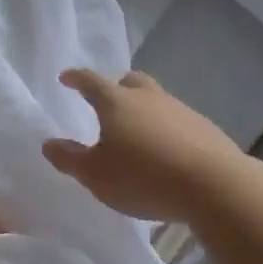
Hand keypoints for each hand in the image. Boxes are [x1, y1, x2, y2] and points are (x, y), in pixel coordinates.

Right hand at [42, 69, 244, 221]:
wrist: (213, 186)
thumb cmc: (142, 177)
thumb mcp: (95, 175)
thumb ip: (70, 158)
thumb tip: (49, 143)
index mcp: (116, 103)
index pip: (91, 82)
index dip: (76, 79)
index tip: (66, 78)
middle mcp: (149, 98)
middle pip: (130, 82)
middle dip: (116, 87)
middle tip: (107, 102)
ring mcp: (181, 110)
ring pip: (156, 101)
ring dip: (144, 110)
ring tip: (137, 134)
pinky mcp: (205, 129)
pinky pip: (178, 122)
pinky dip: (166, 130)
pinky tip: (166, 152)